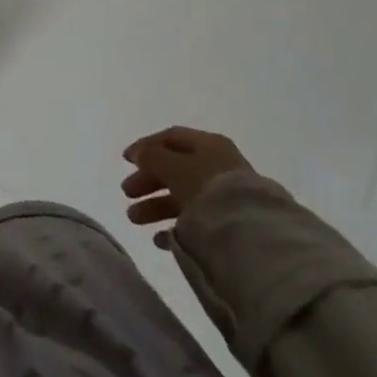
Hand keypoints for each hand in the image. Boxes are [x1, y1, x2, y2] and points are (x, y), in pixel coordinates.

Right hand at [120, 127, 253, 248]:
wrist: (251, 234)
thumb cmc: (207, 189)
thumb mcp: (173, 167)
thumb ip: (152, 157)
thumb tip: (139, 153)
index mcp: (209, 145)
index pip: (171, 138)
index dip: (146, 146)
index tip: (125, 160)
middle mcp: (218, 166)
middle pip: (175, 168)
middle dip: (148, 180)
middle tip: (126, 193)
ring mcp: (225, 196)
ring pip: (183, 196)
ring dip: (156, 206)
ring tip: (134, 219)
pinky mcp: (229, 224)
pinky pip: (196, 221)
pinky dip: (175, 227)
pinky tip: (159, 239)